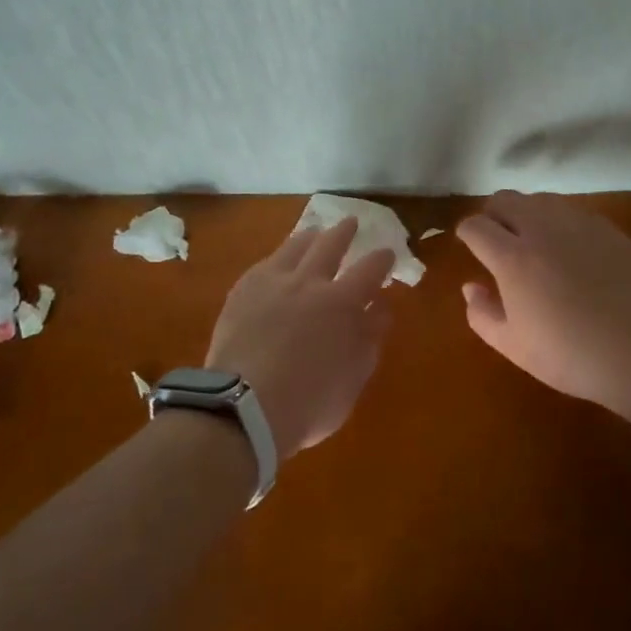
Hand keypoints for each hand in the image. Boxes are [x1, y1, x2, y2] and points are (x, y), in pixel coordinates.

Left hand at [206, 217, 395, 457]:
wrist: (243, 407)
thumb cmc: (309, 402)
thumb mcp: (354, 376)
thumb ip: (370, 337)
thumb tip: (380, 307)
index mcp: (343, 302)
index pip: (370, 268)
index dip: (382, 258)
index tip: (387, 252)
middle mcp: (309, 282)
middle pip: (331, 244)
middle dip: (345, 232)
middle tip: (352, 222)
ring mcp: (272, 282)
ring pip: (295, 246)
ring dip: (310, 237)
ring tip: (315, 232)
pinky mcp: (242, 291)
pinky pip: (265, 263)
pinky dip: (279, 257)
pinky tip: (278, 260)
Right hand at [457, 191, 630, 418]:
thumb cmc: (569, 355)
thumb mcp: (513, 346)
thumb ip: (482, 313)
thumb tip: (470, 287)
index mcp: (513, 258)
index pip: (477, 226)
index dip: (467, 232)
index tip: (468, 242)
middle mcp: (542, 230)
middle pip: (505, 199)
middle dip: (492, 213)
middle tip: (495, 237)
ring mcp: (578, 224)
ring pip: (539, 199)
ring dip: (526, 212)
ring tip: (531, 239)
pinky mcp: (608, 229)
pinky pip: (572, 211)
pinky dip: (559, 221)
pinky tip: (568, 247)